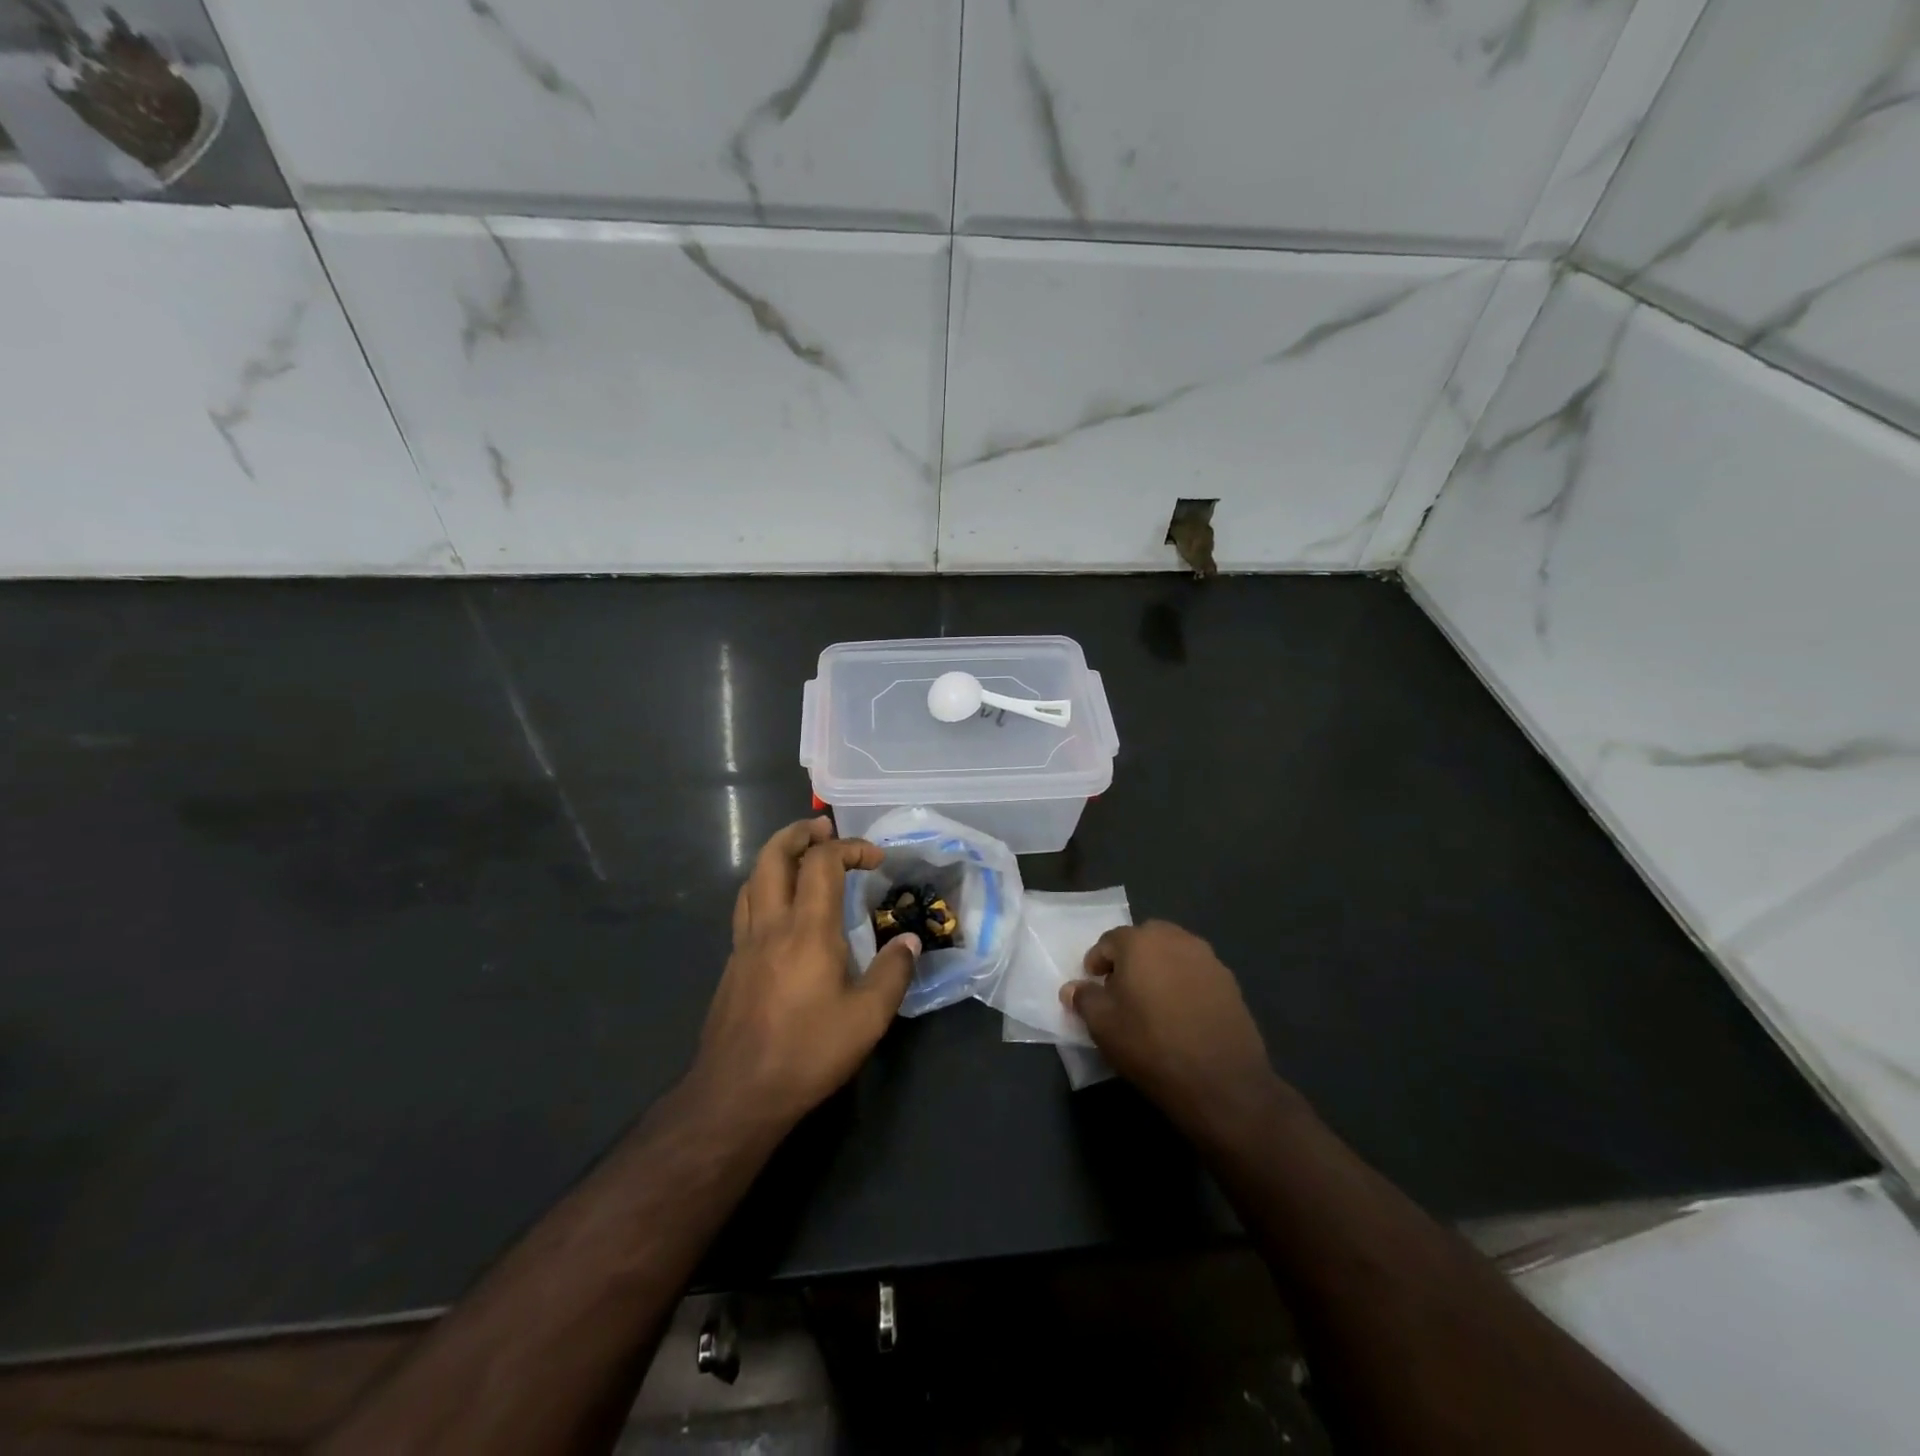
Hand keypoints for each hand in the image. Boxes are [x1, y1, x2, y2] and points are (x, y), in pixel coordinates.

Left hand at [693, 817, 919, 1129]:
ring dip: (776, 855)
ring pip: (752, 878)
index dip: (850, 848)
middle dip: (799, 833)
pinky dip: (764, 887)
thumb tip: (909, 940)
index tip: (876, 859)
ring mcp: (745, 943)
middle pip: (773, 856)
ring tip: (800, 856)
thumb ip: (893, 973)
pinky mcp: (733, 964)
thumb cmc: (807, 1052)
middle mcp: (771, 925)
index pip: (822, 864)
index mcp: (807, 930)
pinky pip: (746, 907)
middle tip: (824, 828)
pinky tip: (780, 908)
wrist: (737, 1094)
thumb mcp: (868, 1018)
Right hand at [1063, 921, 1288, 1137]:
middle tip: (1122, 987)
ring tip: (1152, 1000)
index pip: (1110, 940)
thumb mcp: (1103, 1025)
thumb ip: (1084, 999)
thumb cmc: (1150, 1045)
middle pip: (1145, 939)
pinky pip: (1197, 973)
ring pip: (1174, 953)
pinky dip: (1184, 983)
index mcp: (1141, 942)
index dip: (1097, 961)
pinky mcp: (1230, 983)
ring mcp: (1208, 960)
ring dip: (1159, 968)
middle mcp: (1176, 940)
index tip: (1093, 982)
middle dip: (1130, 957)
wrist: (1221, 1082)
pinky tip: (1181, 1013)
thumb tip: (1072, 988)